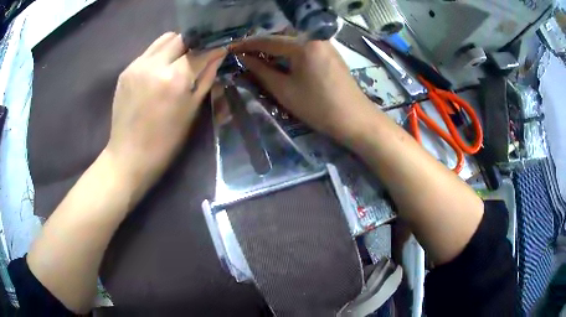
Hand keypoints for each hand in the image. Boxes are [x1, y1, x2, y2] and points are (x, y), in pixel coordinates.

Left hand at [105, 32, 225, 193]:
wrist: (129, 156)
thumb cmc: (165, 141)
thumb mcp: (191, 111)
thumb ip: (206, 78)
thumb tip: (218, 54)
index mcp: (174, 78)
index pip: (200, 51)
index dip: (212, 49)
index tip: (220, 49)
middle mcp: (154, 65)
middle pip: (180, 38)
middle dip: (193, 44)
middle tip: (196, 57)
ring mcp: (137, 65)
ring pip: (163, 39)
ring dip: (175, 46)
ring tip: (177, 62)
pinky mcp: (126, 70)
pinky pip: (148, 52)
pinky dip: (159, 55)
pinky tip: (159, 71)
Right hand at [232, 36, 373, 141]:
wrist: (355, 119)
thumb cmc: (318, 107)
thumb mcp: (284, 90)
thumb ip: (261, 71)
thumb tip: (244, 58)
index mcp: (303, 44)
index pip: (268, 40)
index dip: (247, 45)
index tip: (231, 49)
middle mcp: (315, 37)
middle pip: (281, 36)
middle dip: (261, 45)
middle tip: (244, 56)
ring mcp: (324, 44)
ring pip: (292, 41)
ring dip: (275, 49)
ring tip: (259, 60)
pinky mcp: (330, 52)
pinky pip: (303, 47)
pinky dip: (289, 52)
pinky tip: (281, 62)